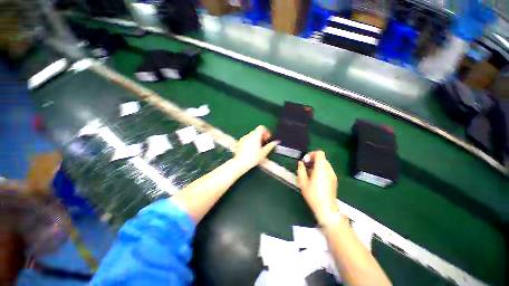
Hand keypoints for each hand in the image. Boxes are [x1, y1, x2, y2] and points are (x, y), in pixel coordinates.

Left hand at [234, 126, 278, 171]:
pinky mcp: (240, 142)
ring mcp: (243, 138)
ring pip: (251, 135)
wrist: (241, 163)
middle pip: (257, 131)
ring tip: (258, 147)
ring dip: (256, 138)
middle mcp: (249, 135)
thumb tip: (275, 143)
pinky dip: (250, 141)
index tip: (267, 137)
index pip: (261, 127)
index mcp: (255, 136)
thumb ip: (270, 146)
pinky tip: (251, 149)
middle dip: (261, 136)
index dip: (266, 131)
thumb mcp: (264, 152)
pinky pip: (247, 139)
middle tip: (264, 143)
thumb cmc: (252, 158)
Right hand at [297, 151, 338, 223]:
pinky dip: (321, 169)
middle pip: (322, 158)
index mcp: (320, 168)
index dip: (312, 154)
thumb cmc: (313, 195)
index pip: (319, 153)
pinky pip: (327, 169)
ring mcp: (332, 174)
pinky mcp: (334, 179)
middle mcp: (328, 169)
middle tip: (306, 166)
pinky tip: (316, 178)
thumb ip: (301, 170)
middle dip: (313, 159)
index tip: (306, 161)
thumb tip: (300, 163)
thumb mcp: (303, 182)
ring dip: (316, 164)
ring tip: (310, 172)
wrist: (326, 208)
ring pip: (325, 163)